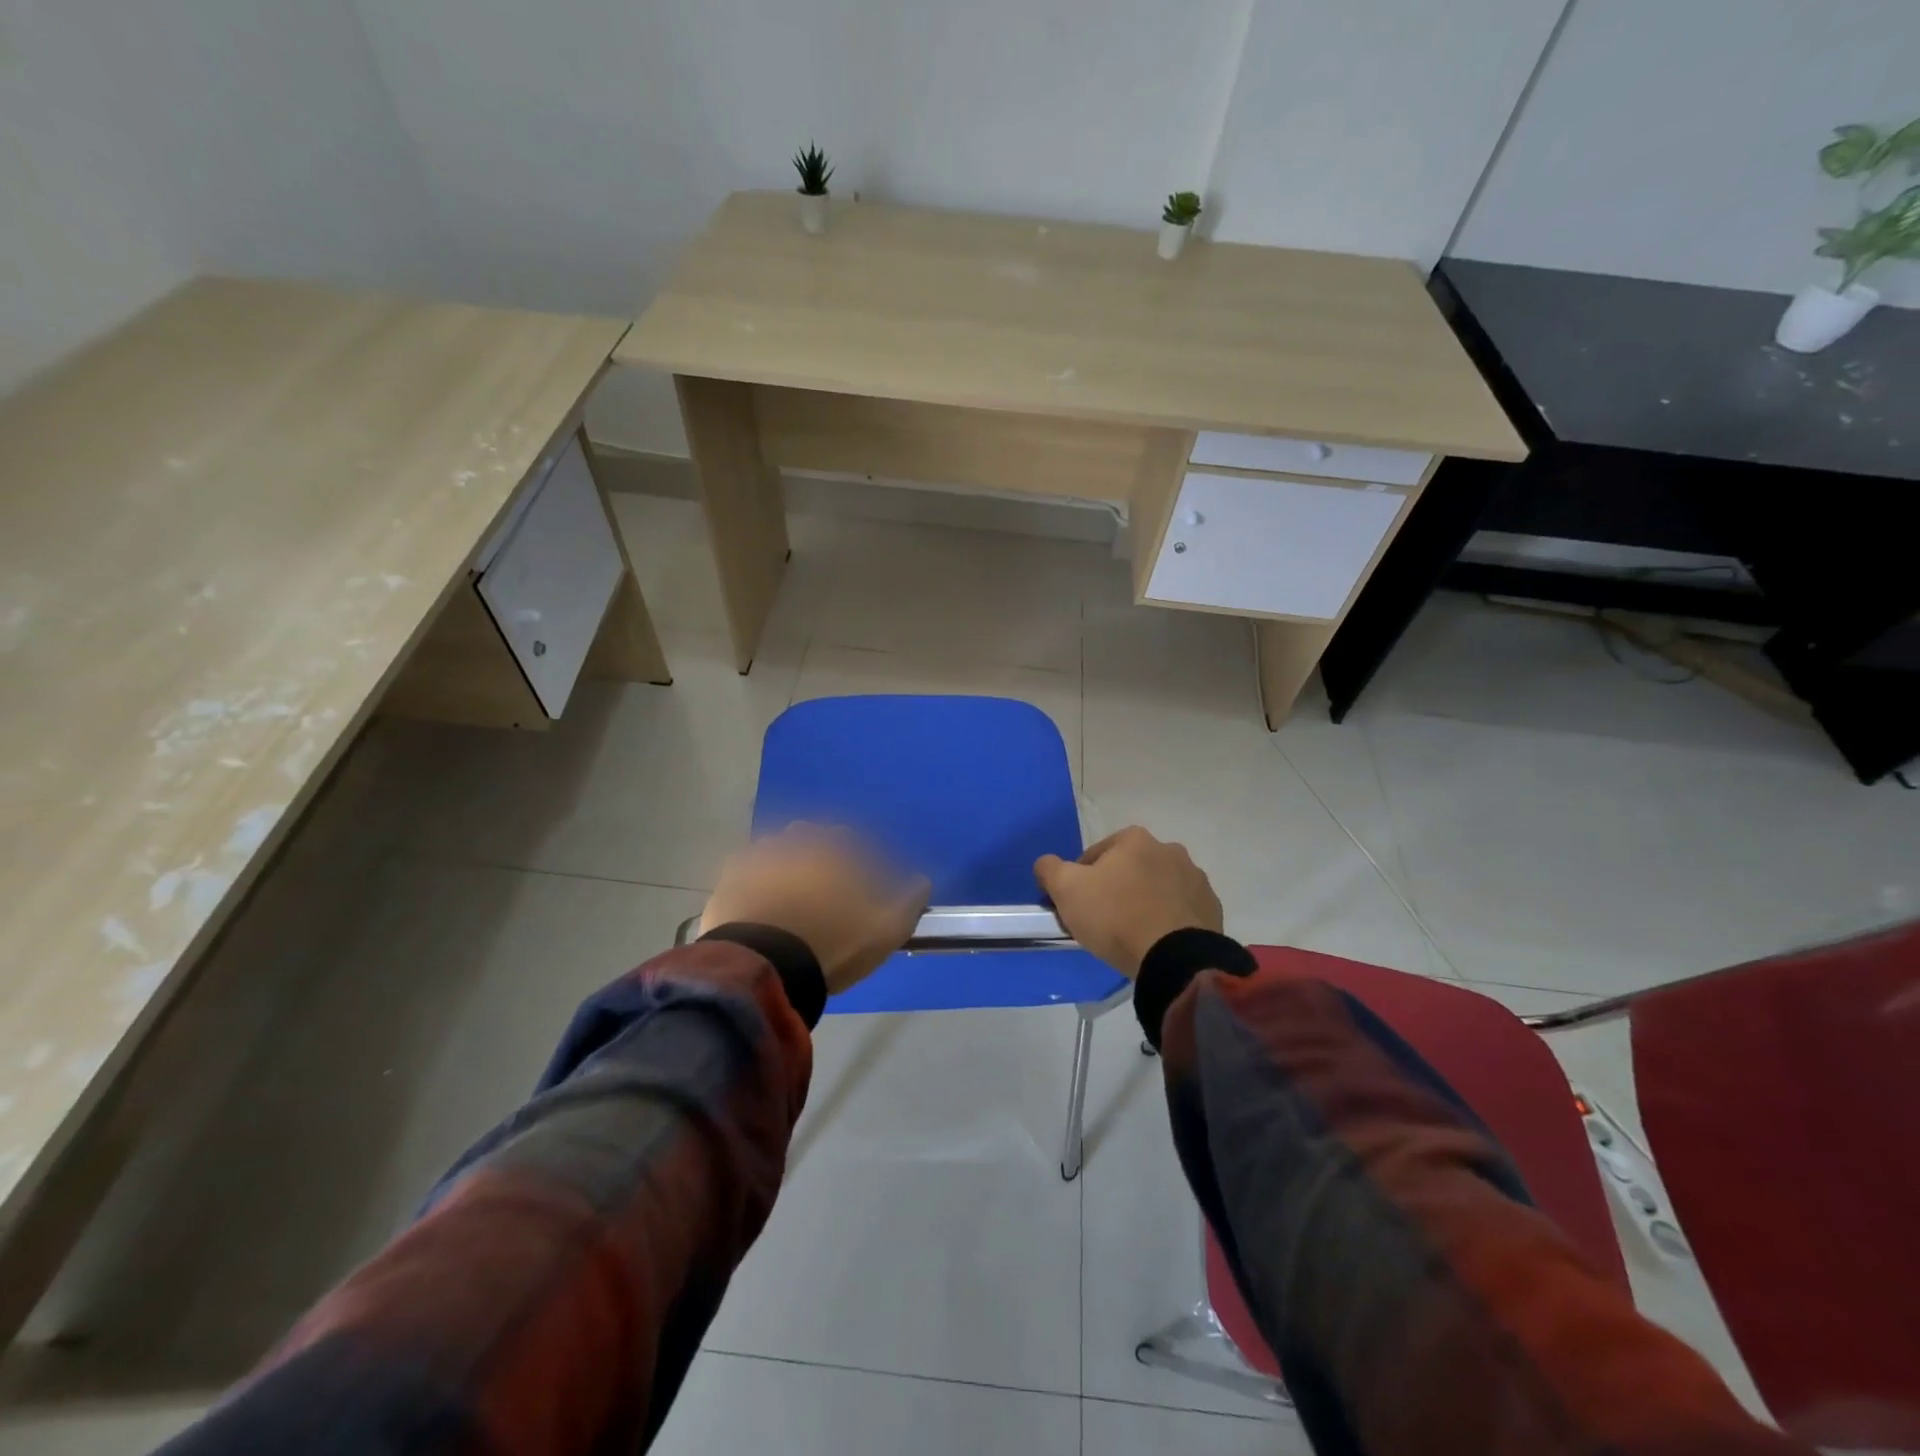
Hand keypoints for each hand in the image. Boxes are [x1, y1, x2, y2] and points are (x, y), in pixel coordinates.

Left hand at [701, 825, 930, 995]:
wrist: (762, 967)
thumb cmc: (831, 945)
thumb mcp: (885, 931)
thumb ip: (909, 901)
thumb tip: (922, 880)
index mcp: (836, 848)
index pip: (853, 840)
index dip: (859, 860)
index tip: (860, 884)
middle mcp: (798, 840)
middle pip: (813, 839)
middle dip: (821, 855)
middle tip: (824, 890)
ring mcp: (760, 855)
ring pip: (779, 849)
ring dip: (787, 863)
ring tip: (790, 897)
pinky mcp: (729, 876)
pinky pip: (748, 868)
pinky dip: (756, 878)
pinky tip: (760, 901)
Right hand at [1034, 827, 1221, 978]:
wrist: (1174, 958)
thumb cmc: (1115, 916)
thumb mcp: (1066, 889)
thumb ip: (1049, 869)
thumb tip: (1046, 864)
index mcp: (1134, 839)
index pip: (1096, 855)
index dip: (1081, 880)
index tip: (1078, 905)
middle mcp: (1169, 850)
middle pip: (1130, 869)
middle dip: (1116, 889)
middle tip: (1103, 921)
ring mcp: (1195, 879)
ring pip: (1157, 889)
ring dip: (1144, 903)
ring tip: (1132, 935)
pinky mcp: (1212, 908)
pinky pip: (1180, 911)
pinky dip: (1168, 921)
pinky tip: (1156, 942)